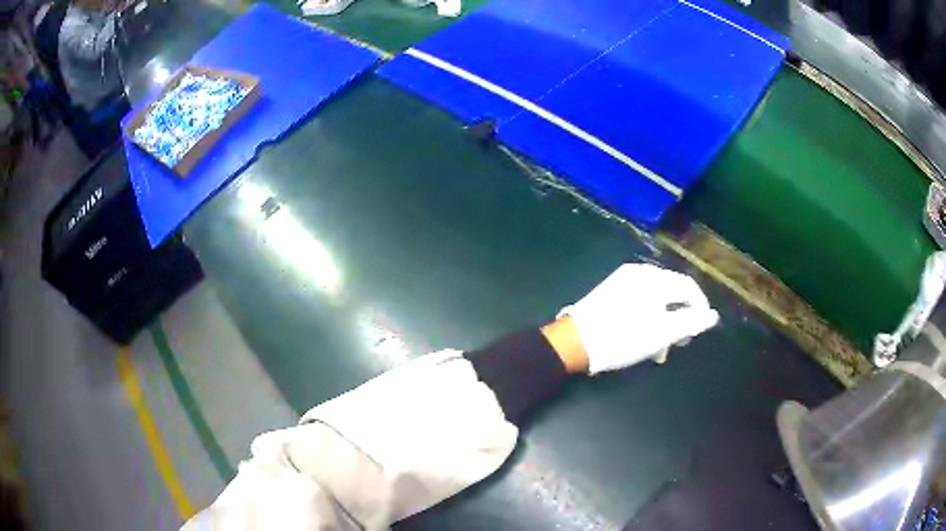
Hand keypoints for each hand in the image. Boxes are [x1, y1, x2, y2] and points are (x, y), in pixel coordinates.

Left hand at [558, 263, 718, 374]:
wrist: (574, 342)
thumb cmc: (623, 337)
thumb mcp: (662, 333)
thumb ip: (690, 322)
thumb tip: (713, 315)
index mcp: (654, 278)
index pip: (688, 287)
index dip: (700, 308)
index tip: (700, 330)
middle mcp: (639, 272)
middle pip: (672, 293)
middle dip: (680, 319)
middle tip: (678, 343)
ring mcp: (623, 280)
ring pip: (656, 300)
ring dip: (664, 323)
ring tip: (658, 350)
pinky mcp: (611, 291)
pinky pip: (640, 301)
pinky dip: (648, 319)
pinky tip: (643, 339)